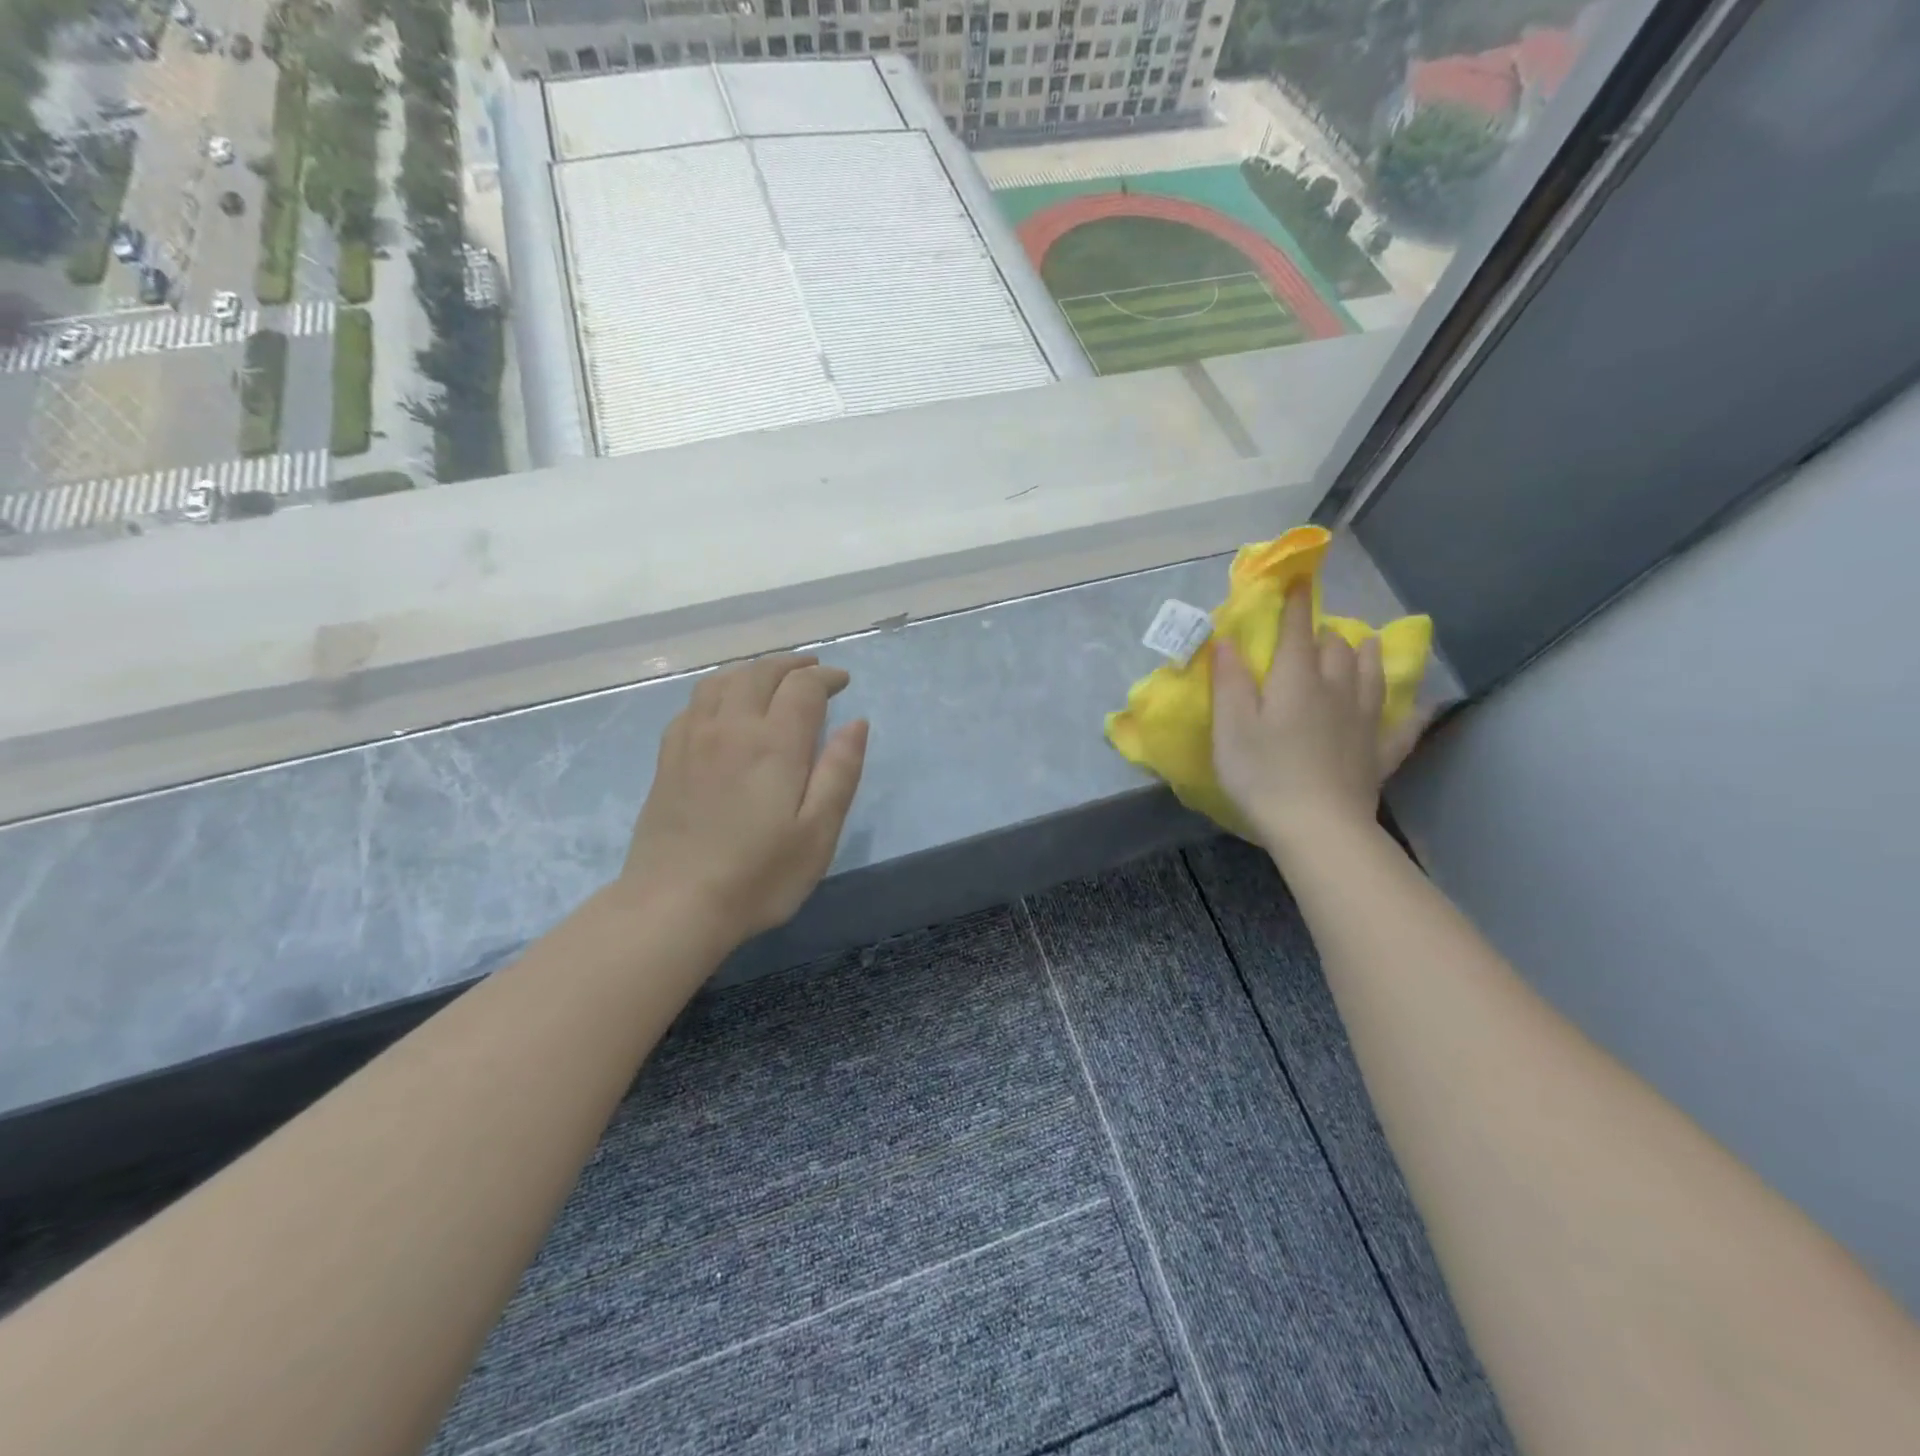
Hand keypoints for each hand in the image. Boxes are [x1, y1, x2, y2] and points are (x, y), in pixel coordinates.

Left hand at [619, 654, 868, 943]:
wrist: (673, 905)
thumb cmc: (758, 875)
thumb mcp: (818, 832)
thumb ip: (840, 772)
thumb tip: (856, 723)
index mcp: (774, 743)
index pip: (802, 687)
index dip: (826, 677)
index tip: (843, 681)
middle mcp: (731, 727)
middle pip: (761, 673)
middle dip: (792, 664)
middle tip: (814, 670)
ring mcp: (693, 739)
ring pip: (724, 680)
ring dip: (754, 669)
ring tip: (772, 677)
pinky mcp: (669, 757)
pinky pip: (695, 702)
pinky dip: (720, 689)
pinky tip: (725, 705)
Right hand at [1212, 585, 1424, 862]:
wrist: (1318, 828)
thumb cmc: (1263, 775)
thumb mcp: (1231, 727)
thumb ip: (1229, 681)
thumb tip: (1227, 639)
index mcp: (1297, 680)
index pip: (1298, 630)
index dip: (1295, 603)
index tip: (1296, 579)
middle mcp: (1337, 689)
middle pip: (1338, 647)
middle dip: (1326, 632)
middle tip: (1313, 633)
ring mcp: (1364, 721)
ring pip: (1372, 674)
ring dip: (1365, 655)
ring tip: (1363, 645)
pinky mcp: (1379, 753)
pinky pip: (1402, 725)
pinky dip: (1410, 712)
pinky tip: (1419, 707)